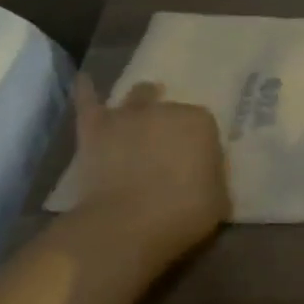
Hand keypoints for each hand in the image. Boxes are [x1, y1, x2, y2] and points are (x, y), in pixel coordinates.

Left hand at [70, 75, 228, 269]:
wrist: (126, 225)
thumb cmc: (182, 214)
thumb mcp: (218, 200)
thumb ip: (213, 177)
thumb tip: (206, 174)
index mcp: (200, 122)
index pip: (203, 125)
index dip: (199, 144)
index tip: (196, 164)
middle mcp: (165, 109)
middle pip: (170, 111)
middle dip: (170, 126)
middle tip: (168, 151)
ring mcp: (127, 116)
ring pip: (137, 97)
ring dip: (141, 101)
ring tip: (142, 104)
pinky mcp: (95, 128)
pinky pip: (88, 102)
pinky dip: (86, 90)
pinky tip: (84, 78)